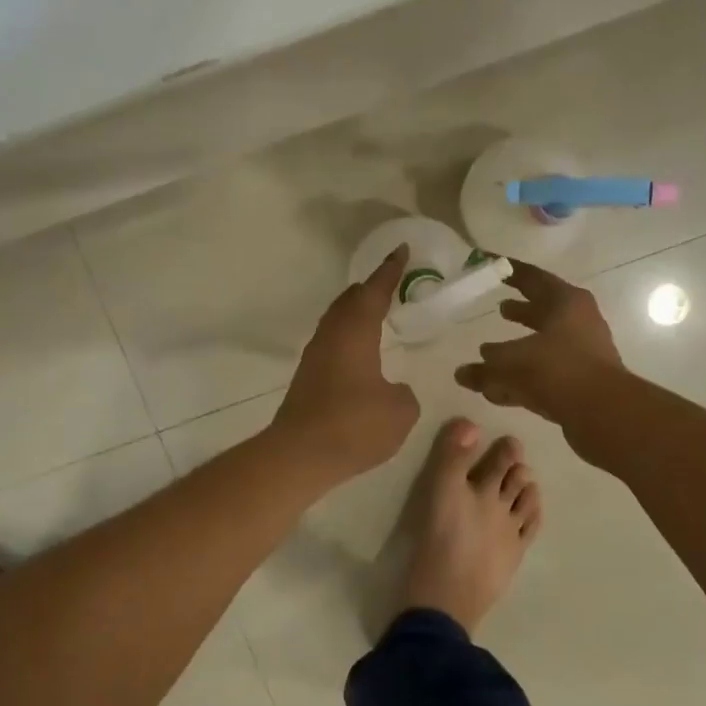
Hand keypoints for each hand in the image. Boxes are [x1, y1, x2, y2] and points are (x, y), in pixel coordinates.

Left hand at [274, 245, 420, 480]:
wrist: (301, 455)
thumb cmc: (355, 425)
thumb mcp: (400, 410)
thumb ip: (403, 394)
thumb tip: (392, 390)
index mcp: (355, 332)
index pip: (374, 292)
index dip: (390, 271)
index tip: (401, 250)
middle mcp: (331, 337)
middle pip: (348, 301)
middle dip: (369, 288)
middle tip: (388, 280)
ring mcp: (315, 357)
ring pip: (336, 321)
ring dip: (355, 312)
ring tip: (374, 312)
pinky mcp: (307, 379)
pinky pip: (332, 343)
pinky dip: (348, 336)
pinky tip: (358, 352)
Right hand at [456, 260, 624, 434]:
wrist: (604, 412)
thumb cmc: (557, 370)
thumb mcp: (511, 362)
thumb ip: (484, 367)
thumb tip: (463, 372)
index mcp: (566, 302)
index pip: (532, 277)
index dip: (508, 271)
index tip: (489, 264)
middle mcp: (579, 322)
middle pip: (543, 310)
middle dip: (521, 310)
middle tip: (499, 307)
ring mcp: (583, 352)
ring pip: (544, 343)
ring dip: (520, 345)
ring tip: (491, 350)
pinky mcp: (581, 381)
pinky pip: (546, 372)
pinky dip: (523, 376)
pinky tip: (498, 389)